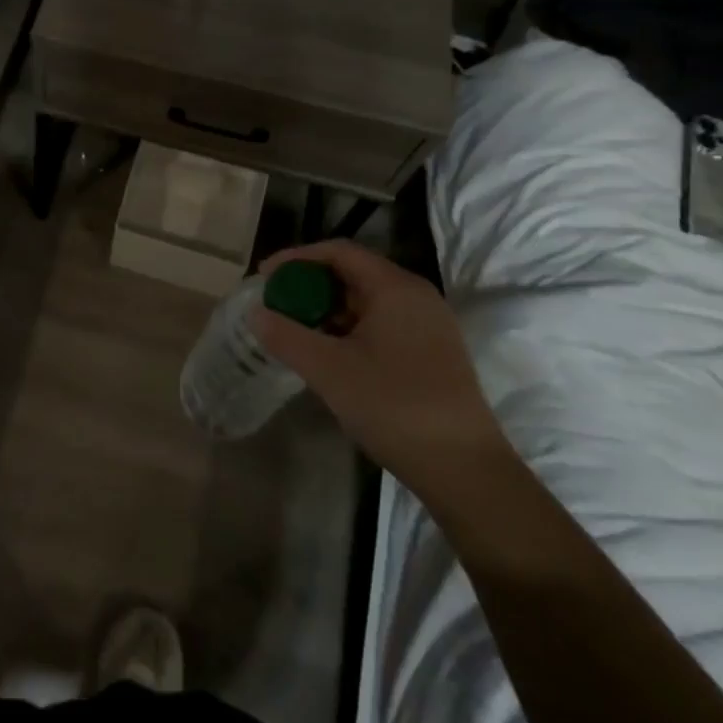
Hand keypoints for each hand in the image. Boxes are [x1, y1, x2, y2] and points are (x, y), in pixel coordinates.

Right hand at [252, 240, 511, 498]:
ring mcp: (429, 325)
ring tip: (296, 333)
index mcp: (395, 287)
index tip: (264, 277)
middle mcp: (416, 296)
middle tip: (277, 306)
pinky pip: (382, 323)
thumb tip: (256, 313)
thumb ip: (286, 336)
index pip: (338, 252)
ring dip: (328, 310)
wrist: (465, 470)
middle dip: (310, 286)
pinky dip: (349, 329)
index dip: (296, 258)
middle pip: (353, 273)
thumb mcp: (329, 370)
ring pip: (367, 301)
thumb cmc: (394, 407)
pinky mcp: (433, 352)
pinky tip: (330, 355)